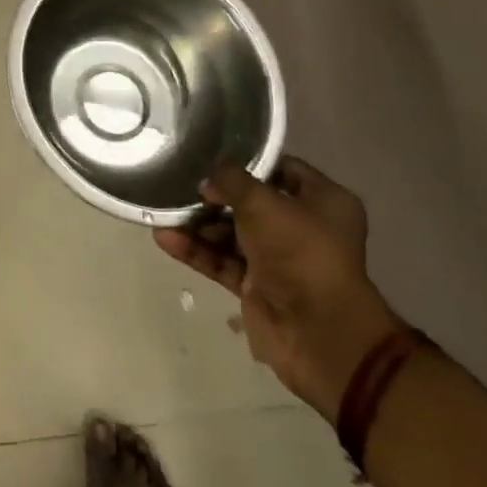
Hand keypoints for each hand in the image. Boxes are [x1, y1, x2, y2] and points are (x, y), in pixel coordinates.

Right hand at [155, 156, 401, 423]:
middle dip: (214, 195)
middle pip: (251, 203)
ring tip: (163, 210)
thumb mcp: (262, 202)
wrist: (317, 332)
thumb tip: (210, 178)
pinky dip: (196, 251)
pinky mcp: (257, 286)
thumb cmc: (300, 251)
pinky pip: (222, 261)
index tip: (211, 154)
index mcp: (323, 202)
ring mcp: (279, 259)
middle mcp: (304, 227)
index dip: (248, 161)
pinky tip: (164, 238)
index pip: (281, 169)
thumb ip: (231, 181)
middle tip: (179, 183)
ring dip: (199, 224)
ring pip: (232, 233)